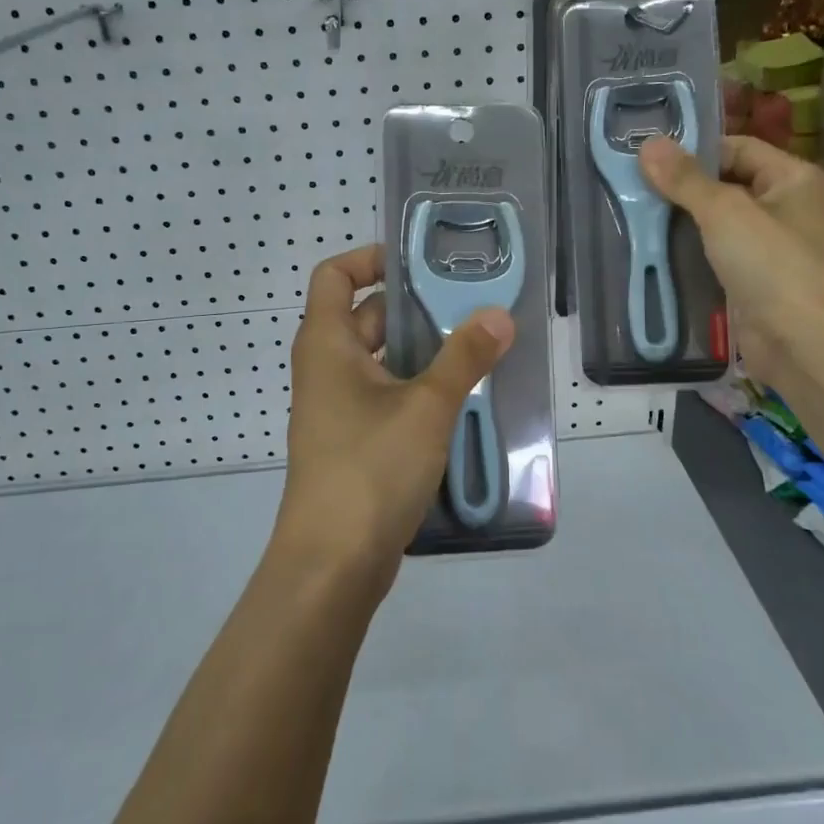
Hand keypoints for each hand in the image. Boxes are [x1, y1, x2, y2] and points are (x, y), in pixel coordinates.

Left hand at [276, 244, 513, 587]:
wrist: (332, 565)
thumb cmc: (370, 469)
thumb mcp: (426, 407)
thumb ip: (464, 358)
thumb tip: (498, 316)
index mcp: (326, 344)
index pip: (334, 275)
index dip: (370, 259)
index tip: (419, 264)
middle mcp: (325, 369)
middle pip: (366, 317)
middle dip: (415, 308)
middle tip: (470, 305)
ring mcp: (337, 409)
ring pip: (381, 361)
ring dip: (423, 352)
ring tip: (478, 347)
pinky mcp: (353, 442)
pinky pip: (386, 397)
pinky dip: (417, 389)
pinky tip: (462, 399)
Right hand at [641, 134, 823, 379]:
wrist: (802, 341)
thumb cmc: (772, 263)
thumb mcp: (724, 211)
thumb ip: (685, 179)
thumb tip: (648, 144)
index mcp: (793, 178)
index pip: (737, 148)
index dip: (695, 151)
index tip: (648, 157)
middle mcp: (786, 208)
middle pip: (725, 185)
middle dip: (681, 188)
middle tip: (632, 187)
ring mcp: (770, 248)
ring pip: (717, 224)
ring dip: (681, 223)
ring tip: (634, 216)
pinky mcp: (752, 281)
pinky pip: (715, 257)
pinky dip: (688, 254)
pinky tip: (653, 251)